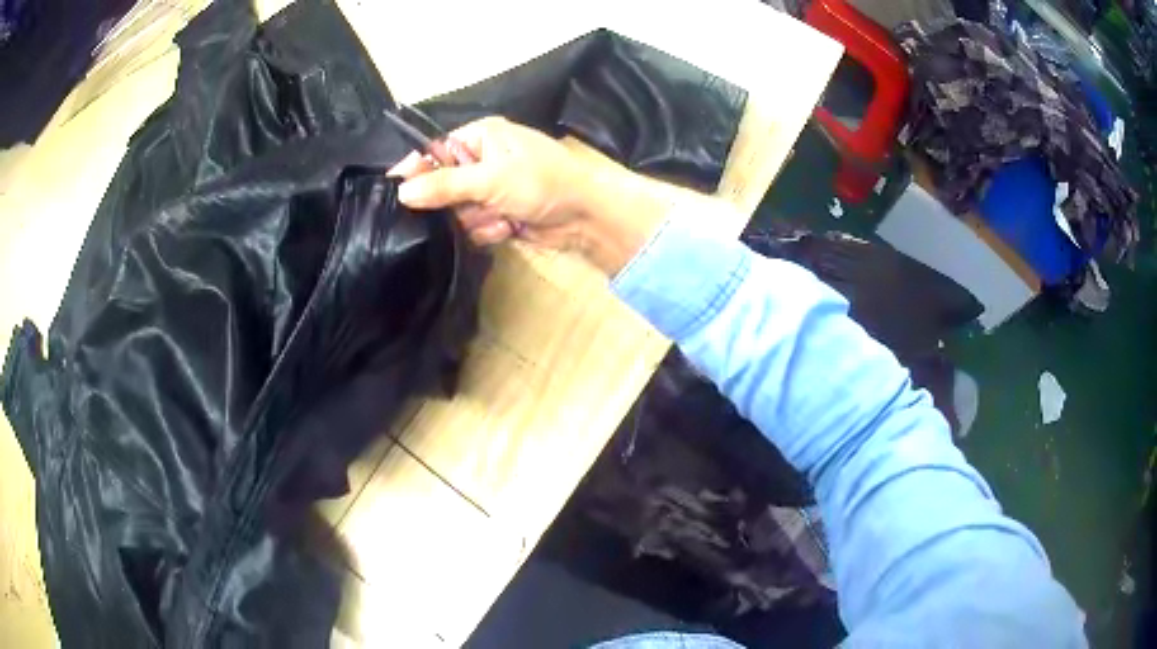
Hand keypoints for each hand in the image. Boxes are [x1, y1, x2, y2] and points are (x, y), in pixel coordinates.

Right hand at [387, 116, 591, 249]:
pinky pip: (472, 227)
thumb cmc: (542, 182)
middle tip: (476, 203)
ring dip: (477, 219)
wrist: (584, 217)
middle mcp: (480, 160)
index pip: (434, 150)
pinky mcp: (495, 214)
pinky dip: (489, 230)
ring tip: (502, 215)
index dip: (416, 170)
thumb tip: (402, 191)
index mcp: (480, 137)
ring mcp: (488, 189)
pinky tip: (509, 227)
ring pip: (455, 212)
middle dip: (458, 202)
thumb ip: (445, 185)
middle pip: (440, 186)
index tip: (396, 189)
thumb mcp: (492, 178)